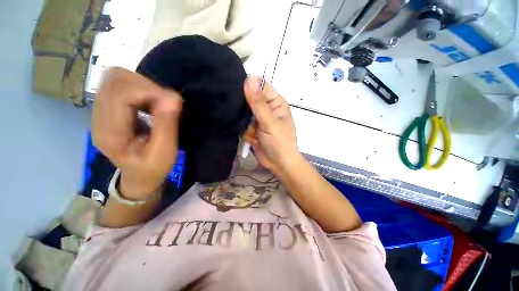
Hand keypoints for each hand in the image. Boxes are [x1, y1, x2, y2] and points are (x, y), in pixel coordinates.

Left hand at [92, 67, 181, 198]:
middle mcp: (98, 117)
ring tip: (159, 101)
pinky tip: (150, 101)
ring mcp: (100, 109)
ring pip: (116, 77)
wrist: (138, 175)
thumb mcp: (165, 153)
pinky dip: (140, 86)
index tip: (172, 102)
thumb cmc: (152, 168)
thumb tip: (173, 98)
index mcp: (110, 134)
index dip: (149, 91)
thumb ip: (167, 126)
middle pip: (115, 80)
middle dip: (147, 86)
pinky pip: (121, 83)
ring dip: (143, 84)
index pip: (120, 95)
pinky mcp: (108, 106)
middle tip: (166, 102)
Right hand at [243, 76, 300, 175]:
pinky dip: (245, 131)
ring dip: (245, 122)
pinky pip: (243, 125)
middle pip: (251, 99)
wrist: (279, 164)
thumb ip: (258, 103)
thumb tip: (250, 78)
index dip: (249, 86)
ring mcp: (259, 120)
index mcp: (276, 103)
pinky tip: (251, 138)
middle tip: (240, 113)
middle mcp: (267, 109)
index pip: (261, 87)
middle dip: (244, 107)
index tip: (234, 88)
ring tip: (250, 130)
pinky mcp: (253, 129)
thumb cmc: (279, 142)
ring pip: (245, 113)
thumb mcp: (269, 121)